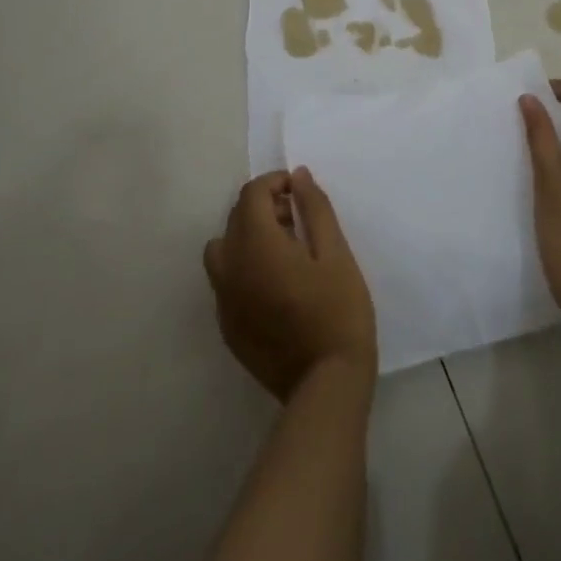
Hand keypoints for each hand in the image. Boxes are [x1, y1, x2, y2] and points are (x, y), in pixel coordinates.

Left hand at [204, 169, 377, 400]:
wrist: (326, 385)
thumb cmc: (338, 311)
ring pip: (222, 249)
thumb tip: (298, 176)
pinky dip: (243, 267)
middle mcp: (230, 269)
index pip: (251, 195)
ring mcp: (224, 301)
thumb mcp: (335, 252)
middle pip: (235, 218)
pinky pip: (225, 281)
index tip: (300, 192)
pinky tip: (276, 284)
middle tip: (299, 220)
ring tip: (284, 250)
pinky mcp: (227, 327)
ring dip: (247, 236)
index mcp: (256, 246)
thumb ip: (314, 208)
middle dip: (263, 207)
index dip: (274, 183)